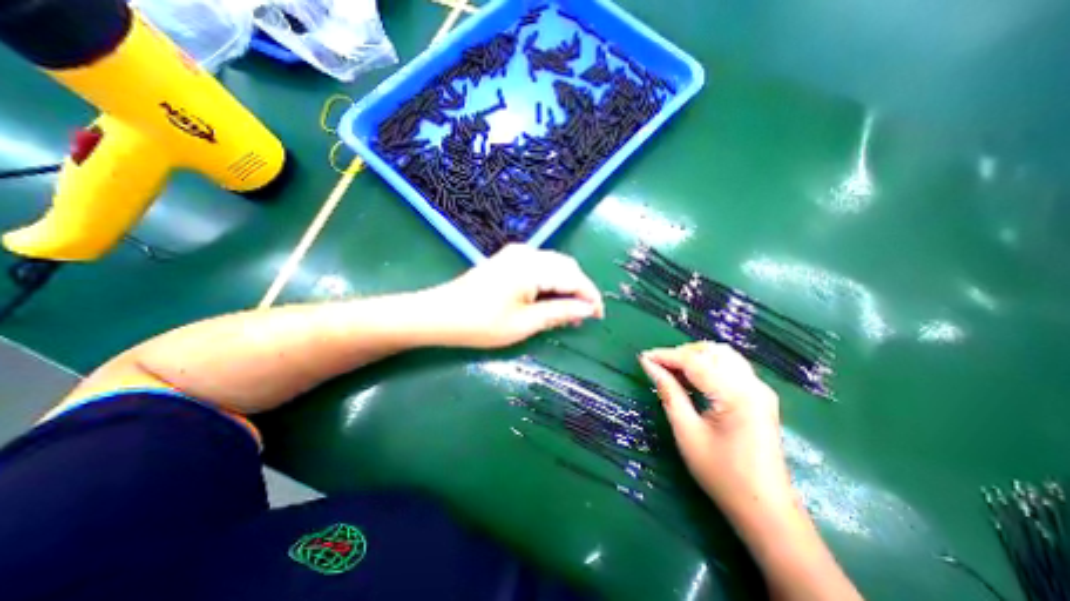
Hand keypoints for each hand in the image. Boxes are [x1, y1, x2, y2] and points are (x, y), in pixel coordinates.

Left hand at [429, 242, 610, 346]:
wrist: (440, 314)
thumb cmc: (481, 323)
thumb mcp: (524, 324)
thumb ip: (559, 313)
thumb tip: (588, 309)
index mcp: (532, 267)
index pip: (574, 278)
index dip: (590, 296)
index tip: (599, 315)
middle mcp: (527, 253)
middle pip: (567, 267)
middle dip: (579, 290)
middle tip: (582, 317)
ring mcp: (516, 254)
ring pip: (555, 266)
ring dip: (565, 286)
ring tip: (567, 312)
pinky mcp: (509, 259)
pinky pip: (540, 266)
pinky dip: (551, 282)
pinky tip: (549, 299)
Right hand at [635, 344, 791, 516]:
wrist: (766, 510)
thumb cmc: (722, 475)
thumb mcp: (687, 433)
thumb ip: (669, 394)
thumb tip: (650, 366)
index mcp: (737, 395)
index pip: (695, 361)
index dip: (666, 356)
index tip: (643, 358)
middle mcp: (753, 385)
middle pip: (711, 352)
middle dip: (680, 354)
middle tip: (657, 367)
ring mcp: (759, 389)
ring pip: (721, 355)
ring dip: (694, 357)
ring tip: (672, 371)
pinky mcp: (759, 396)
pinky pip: (729, 367)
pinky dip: (707, 365)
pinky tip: (692, 379)